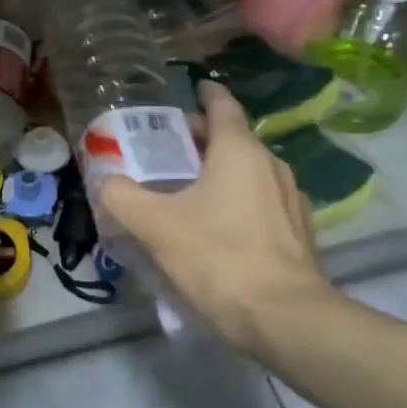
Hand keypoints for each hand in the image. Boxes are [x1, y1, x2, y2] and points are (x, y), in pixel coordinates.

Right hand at [100, 81, 337, 360]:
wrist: (284, 318)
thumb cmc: (217, 256)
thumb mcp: (155, 225)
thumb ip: (122, 196)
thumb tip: (106, 181)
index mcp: (239, 151)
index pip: (223, 106)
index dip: (205, 94)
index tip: (191, 90)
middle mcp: (272, 165)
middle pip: (234, 139)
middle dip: (203, 139)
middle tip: (169, 151)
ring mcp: (291, 199)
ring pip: (250, 172)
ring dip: (221, 172)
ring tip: (189, 190)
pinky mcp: (300, 232)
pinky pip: (263, 202)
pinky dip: (239, 201)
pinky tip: (220, 227)